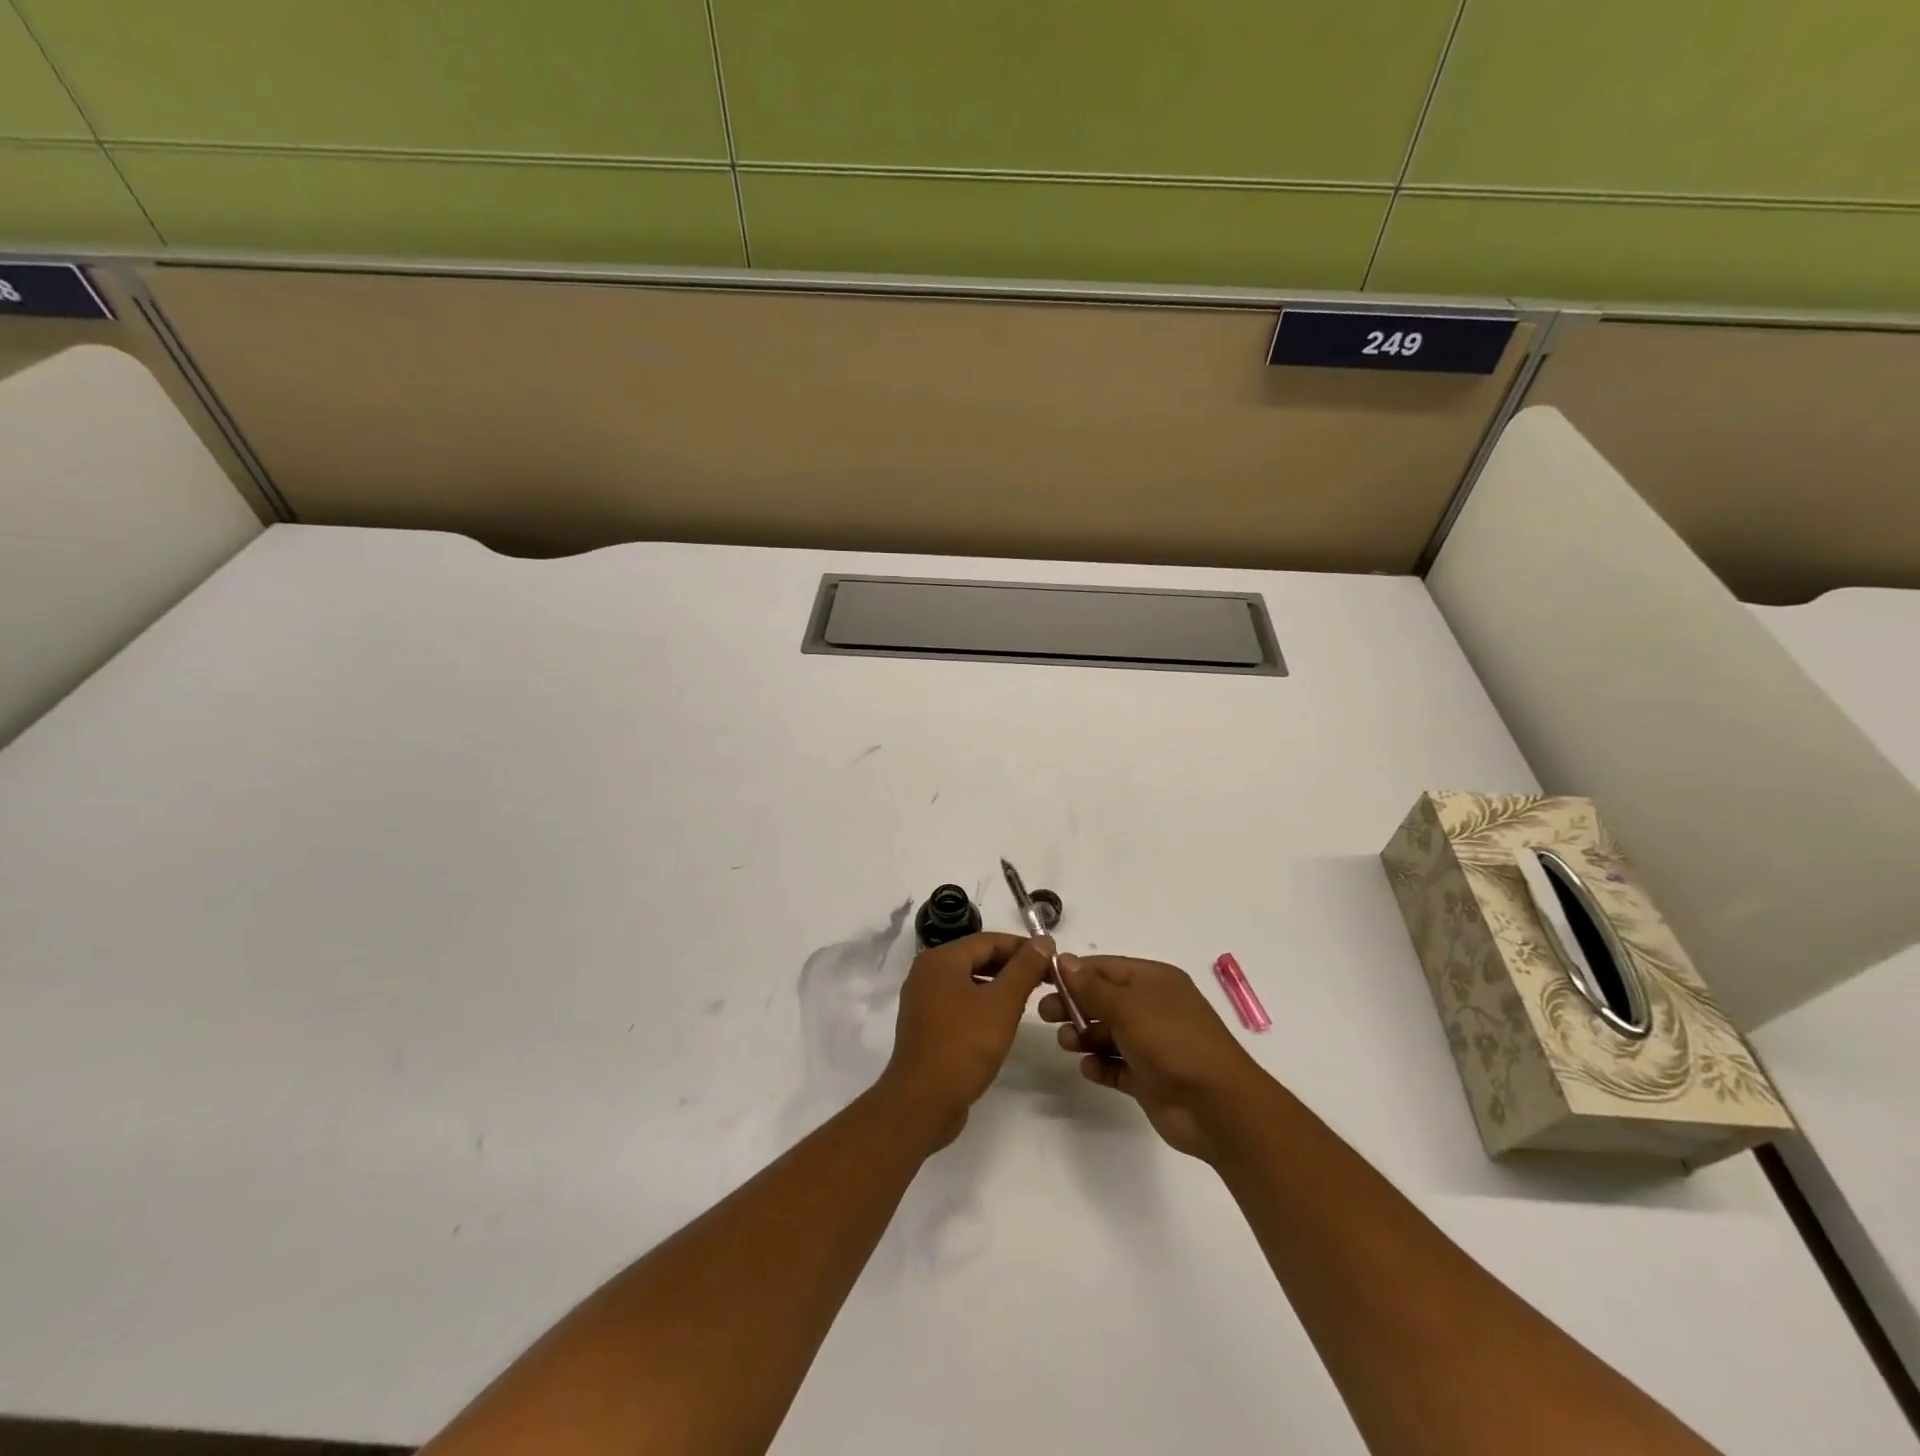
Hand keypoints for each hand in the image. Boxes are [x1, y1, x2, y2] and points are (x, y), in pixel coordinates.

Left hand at [880, 933, 1050, 1148]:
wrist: (922, 1101)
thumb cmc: (964, 1045)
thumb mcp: (1002, 1003)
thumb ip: (1025, 968)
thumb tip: (1044, 940)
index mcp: (940, 959)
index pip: (989, 940)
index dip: (1023, 947)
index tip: (1053, 958)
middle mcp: (926, 972)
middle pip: (976, 958)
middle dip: (1012, 966)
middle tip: (1046, 978)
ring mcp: (922, 1000)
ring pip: (968, 981)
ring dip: (998, 986)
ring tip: (1029, 998)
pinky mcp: (925, 1025)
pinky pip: (958, 1002)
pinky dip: (982, 1003)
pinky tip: (1002, 1020)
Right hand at [1040, 955, 1269, 1161]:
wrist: (1216, 1106)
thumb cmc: (1172, 1041)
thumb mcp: (1128, 1006)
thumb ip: (1092, 987)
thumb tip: (1064, 960)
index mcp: (1154, 981)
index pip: (1106, 968)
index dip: (1075, 972)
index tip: (1043, 980)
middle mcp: (1152, 1008)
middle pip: (1103, 1000)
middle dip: (1074, 1005)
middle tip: (1044, 1015)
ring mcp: (1151, 1044)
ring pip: (1107, 1033)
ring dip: (1084, 1036)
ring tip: (1067, 1044)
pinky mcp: (1148, 1078)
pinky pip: (1116, 1066)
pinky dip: (1100, 1065)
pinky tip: (1089, 1069)